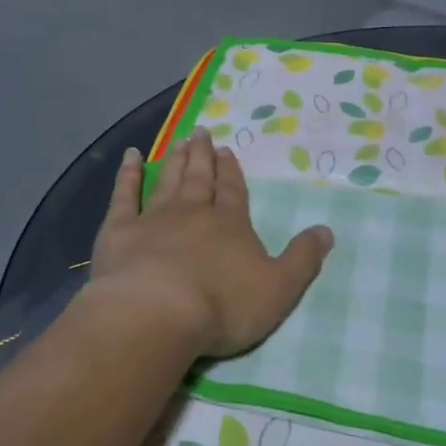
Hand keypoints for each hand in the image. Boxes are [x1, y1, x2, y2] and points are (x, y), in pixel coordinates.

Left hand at [89, 135, 334, 359]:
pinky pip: (124, 195)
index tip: (226, 151)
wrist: (156, 313)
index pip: (233, 191)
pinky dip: (127, 174)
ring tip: (179, 140)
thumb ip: (303, 259)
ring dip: (174, 160)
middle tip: (201, 133)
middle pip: (199, 178)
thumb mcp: (279, 288)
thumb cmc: (223, 305)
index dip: (231, 171)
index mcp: (230, 224)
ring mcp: (153, 218)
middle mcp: (193, 212)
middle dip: (202, 156)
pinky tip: (130, 156)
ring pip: (167, 180)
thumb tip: (326, 230)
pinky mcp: (119, 230)